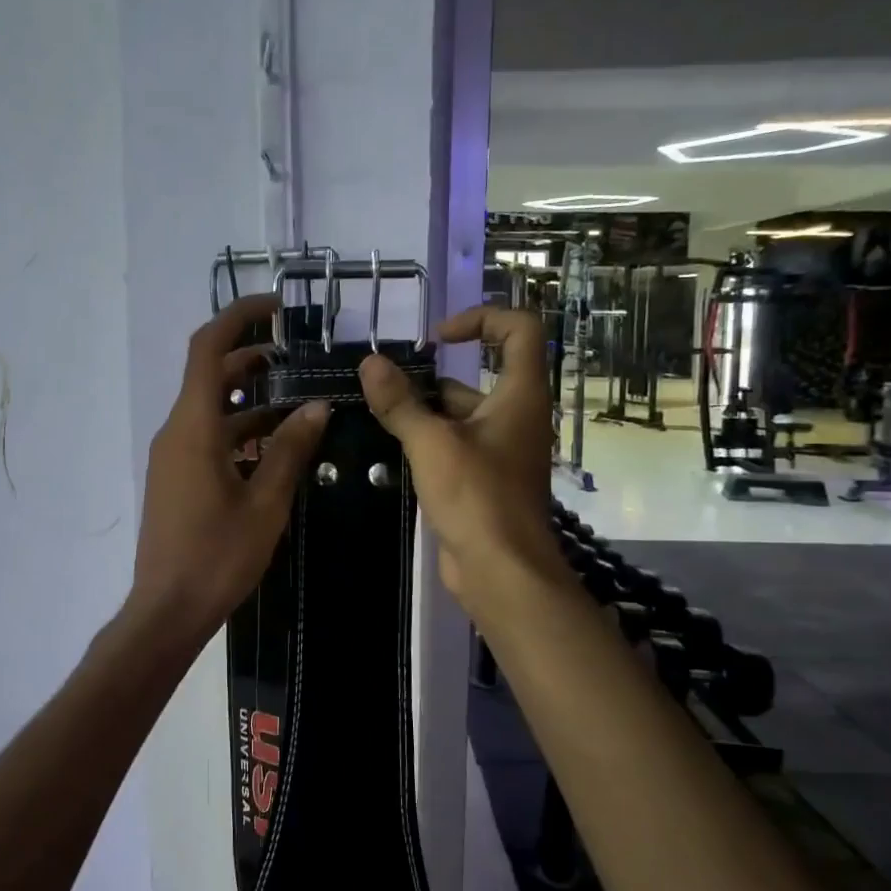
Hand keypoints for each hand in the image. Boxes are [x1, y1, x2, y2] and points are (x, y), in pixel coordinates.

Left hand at [128, 295, 329, 641]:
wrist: (167, 609)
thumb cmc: (217, 556)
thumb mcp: (265, 503)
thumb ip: (290, 450)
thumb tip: (317, 407)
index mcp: (193, 428)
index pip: (207, 349)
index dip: (239, 318)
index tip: (278, 308)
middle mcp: (176, 432)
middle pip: (209, 375)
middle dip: (251, 358)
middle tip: (298, 356)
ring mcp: (172, 457)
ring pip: (211, 410)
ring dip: (249, 399)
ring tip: (298, 400)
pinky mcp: (176, 479)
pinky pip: (207, 439)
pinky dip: (239, 431)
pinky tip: (275, 448)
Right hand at [358, 306, 565, 614]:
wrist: (501, 572)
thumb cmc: (477, 497)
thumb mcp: (432, 443)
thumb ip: (400, 403)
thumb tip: (369, 362)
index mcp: (520, 395)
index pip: (519, 330)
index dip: (481, 319)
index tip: (437, 338)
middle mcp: (516, 416)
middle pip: (480, 375)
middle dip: (432, 376)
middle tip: (385, 384)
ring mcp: (501, 450)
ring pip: (462, 414)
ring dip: (423, 410)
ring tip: (377, 413)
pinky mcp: (484, 480)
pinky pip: (455, 445)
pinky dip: (427, 440)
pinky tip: (390, 447)